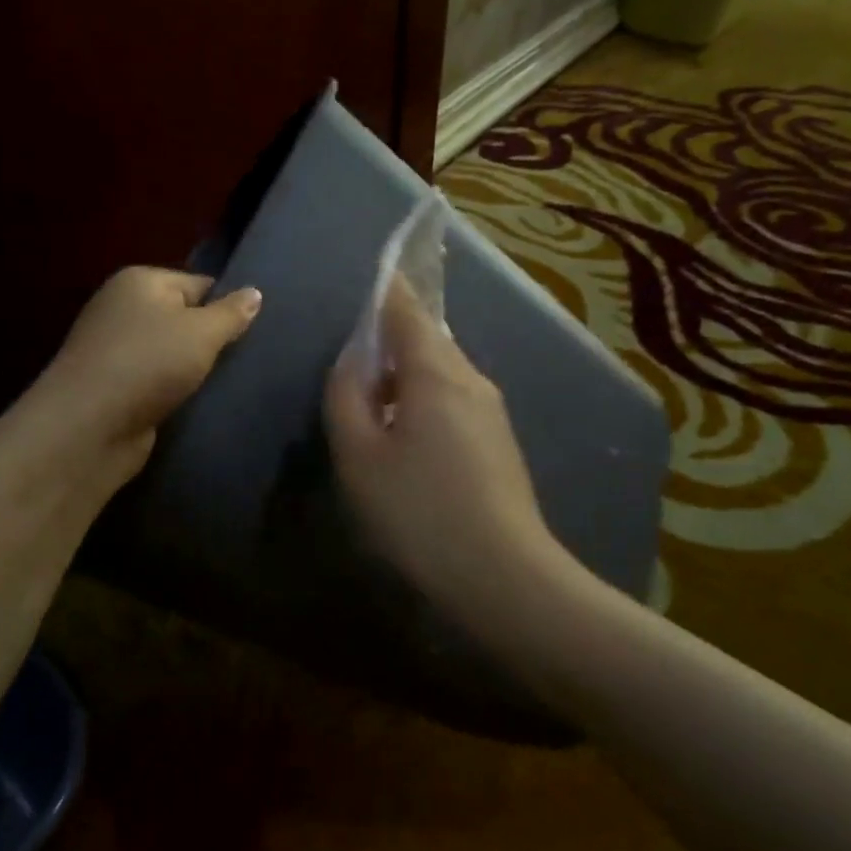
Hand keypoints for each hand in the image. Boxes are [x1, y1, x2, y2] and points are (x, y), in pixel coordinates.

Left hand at [38, 266, 260, 473]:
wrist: (89, 426)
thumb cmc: (148, 363)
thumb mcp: (201, 332)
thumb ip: (231, 313)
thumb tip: (255, 293)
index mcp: (140, 282)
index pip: (198, 284)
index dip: (227, 305)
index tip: (257, 331)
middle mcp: (123, 309)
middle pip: (184, 318)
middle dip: (212, 339)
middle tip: (249, 358)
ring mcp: (116, 349)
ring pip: (172, 353)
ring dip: (195, 369)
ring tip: (231, 383)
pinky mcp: (115, 387)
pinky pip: (158, 381)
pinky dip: (176, 390)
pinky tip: (200, 403)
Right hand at [324, 280, 562, 624]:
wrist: (504, 575)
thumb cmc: (420, 511)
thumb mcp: (361, 457)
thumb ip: (346, 398)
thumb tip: (351, 363)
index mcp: (436, 371)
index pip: (407, 310)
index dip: (386, 290)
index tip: (371, 275)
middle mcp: (471, 379)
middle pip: (427, 340)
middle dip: (390, 341)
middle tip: (354, 361)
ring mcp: (491, 411)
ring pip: (441, 374)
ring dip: (405, 377)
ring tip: (373, 405)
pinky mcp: (499, 443)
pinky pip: (454, 402)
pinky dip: (424, 403)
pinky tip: (407, 440)